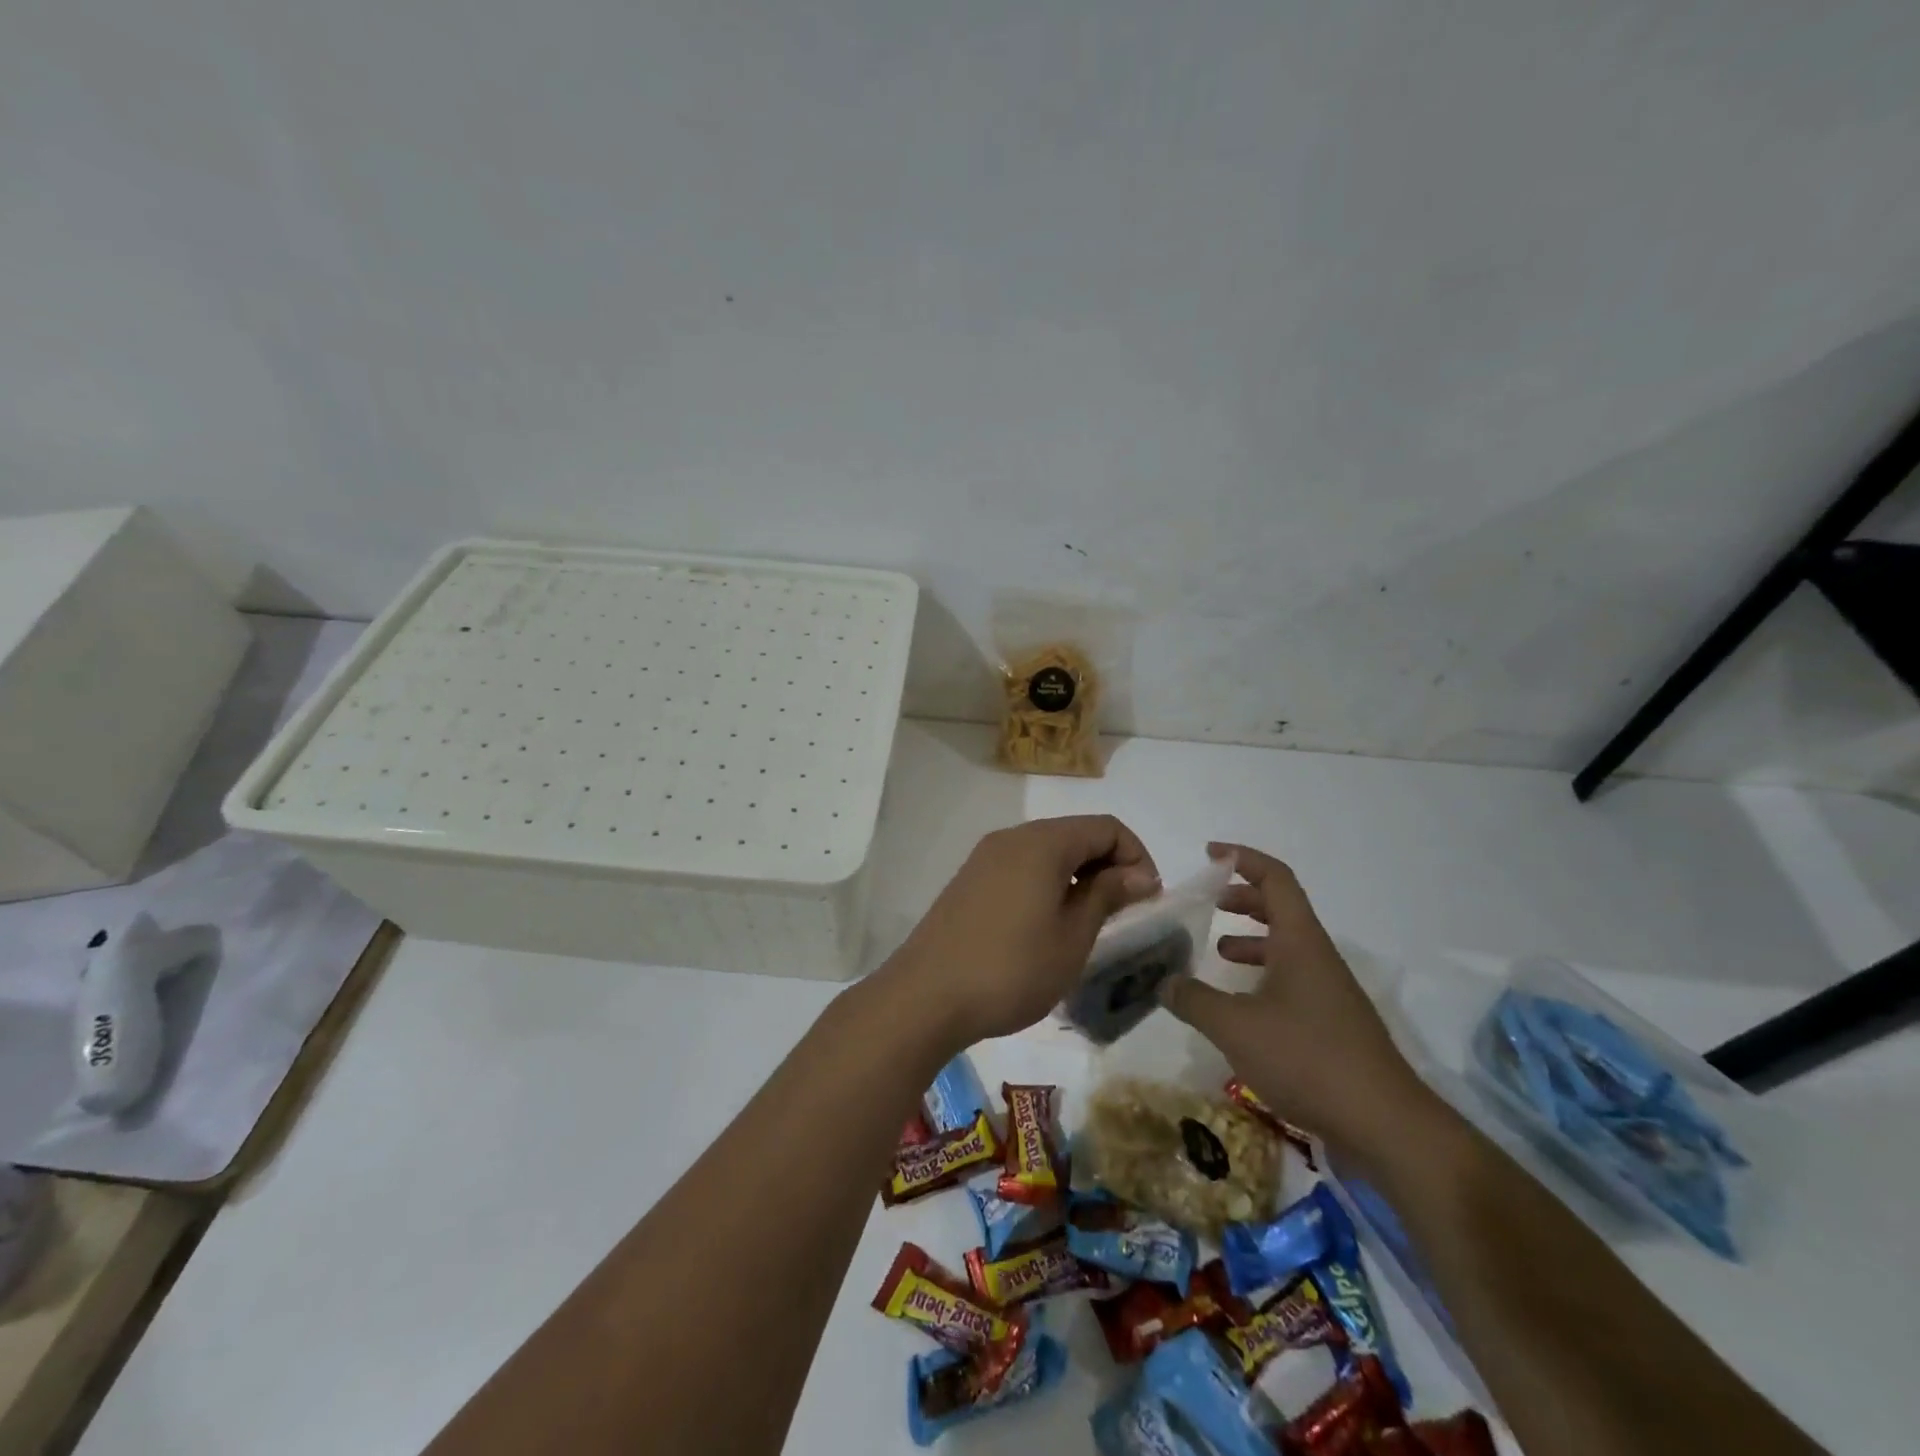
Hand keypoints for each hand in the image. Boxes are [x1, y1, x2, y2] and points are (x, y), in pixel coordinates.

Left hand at [884, 816, 1160, 1047]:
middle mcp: (1012, 838)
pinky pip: (1021, 867)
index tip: (1148, 900)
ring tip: (1089, 923)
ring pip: (1047, 851)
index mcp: (1042, 842)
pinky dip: (1047, 883)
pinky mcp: (969, 880)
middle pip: (1076, 834)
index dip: (1137, 856)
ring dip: (1078, 876)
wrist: (926, 996)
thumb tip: (1139, 873)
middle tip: (1124, 913)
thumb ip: (1107, 895)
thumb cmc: (1011, 969)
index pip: (1106, 827)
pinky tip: (1048, 925)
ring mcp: (985, 857)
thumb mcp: (1072, 936)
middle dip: (1109, 865)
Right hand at [1161, 843, 1435, 1167]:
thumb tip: (1164, 983)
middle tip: (1209, 903)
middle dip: (1244, 898)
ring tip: (1218, 952)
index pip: (1275, 879)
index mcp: (1300, 942)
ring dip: (1253, 941)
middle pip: (1282, 909)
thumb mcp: (1235, 1026)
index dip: (1242, 858)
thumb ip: (1194, 999)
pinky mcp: (1333, 1026)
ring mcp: (1330, 993)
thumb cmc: (1308, 1058)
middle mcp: (1318, 958)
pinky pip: (1293, 982)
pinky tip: (1240, 1007)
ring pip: (1287, 948)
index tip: (1210, 854)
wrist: (1385, 1125)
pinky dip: (1263, 978)